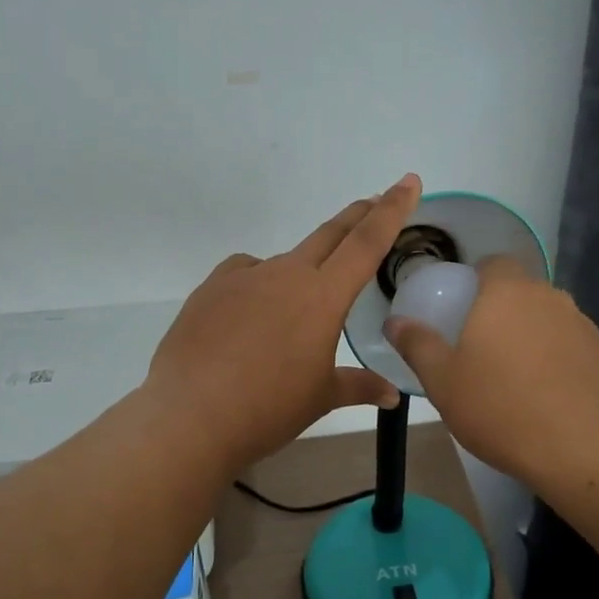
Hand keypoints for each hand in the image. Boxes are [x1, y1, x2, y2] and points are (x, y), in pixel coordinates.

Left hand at [145, 175, 422, 473]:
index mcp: (322, 297)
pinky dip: (259, 285)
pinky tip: (251, 314)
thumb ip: (359, 387)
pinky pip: (245, 274)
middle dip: (357, 216)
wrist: (190, 416)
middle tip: (374, 201)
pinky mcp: (211, 287)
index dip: (392, 210)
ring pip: (285, 261)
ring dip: (302, 270)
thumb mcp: (320, 398)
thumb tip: (392, 396)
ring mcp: (244, 277)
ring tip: (295, 311)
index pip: (367, 242)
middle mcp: (286, 274)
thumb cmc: (267, 409)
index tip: (408, 182)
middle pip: (330, 234)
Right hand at [385, 257, 598, 490]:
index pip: (492, 263)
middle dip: (498, 310)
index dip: (474, 281)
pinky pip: (566, 343)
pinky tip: (543, 393)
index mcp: (506, 292)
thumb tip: (394, 322)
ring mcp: (581, 324)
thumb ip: (418, 345)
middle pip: (519, 290)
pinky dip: (552, 357)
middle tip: (476, 347)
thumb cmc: (502, 409)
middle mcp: (548, 296)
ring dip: (527, 335)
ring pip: (544, 317)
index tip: (459, 311)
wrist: (586, 449)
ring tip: (510, 375)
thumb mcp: (443, 382)